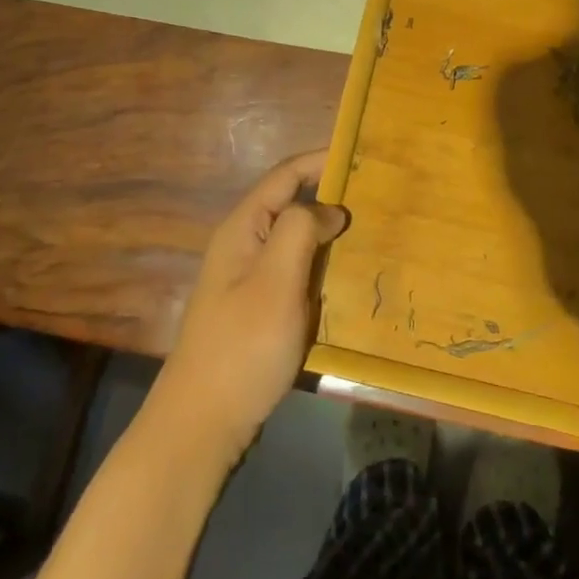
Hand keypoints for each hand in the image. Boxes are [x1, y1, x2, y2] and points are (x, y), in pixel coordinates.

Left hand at [149, 151, 348, 466]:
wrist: (202, 424)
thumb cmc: (242, 346)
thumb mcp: (276, 281)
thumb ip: (300, 230)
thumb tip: (329, 209)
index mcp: (243, 228)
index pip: (285, 176)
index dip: (320, 160)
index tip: (361, 155)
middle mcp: (244, 244)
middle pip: (289, 203)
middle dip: (329, 194)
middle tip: (376, 195)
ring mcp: (249, 278)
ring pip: (294, 239)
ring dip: (328, 231)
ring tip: (371, 229)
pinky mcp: (258, 307)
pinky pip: (295, 270)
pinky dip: (321, 263)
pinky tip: (347, 275)